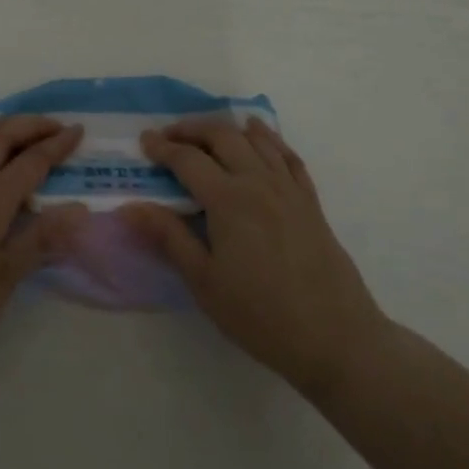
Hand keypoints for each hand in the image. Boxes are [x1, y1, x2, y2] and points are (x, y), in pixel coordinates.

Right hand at [119, 118, 387, 394]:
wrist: (337, 339)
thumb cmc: (261, 315)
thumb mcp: (204, 282)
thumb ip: (169, 238)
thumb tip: (130, 208)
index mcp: (229, 200)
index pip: (188, 160)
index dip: (163, 148)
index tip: (144, 142)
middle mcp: (259, 182)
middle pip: (222, 136)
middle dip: (191, 129)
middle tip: (168, 136)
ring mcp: (289, 189)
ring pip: (256, 139)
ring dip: (226, 129)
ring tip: (206, 134)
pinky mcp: (310, 202)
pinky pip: (288, 156)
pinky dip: (269, 138)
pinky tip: (259, 136)